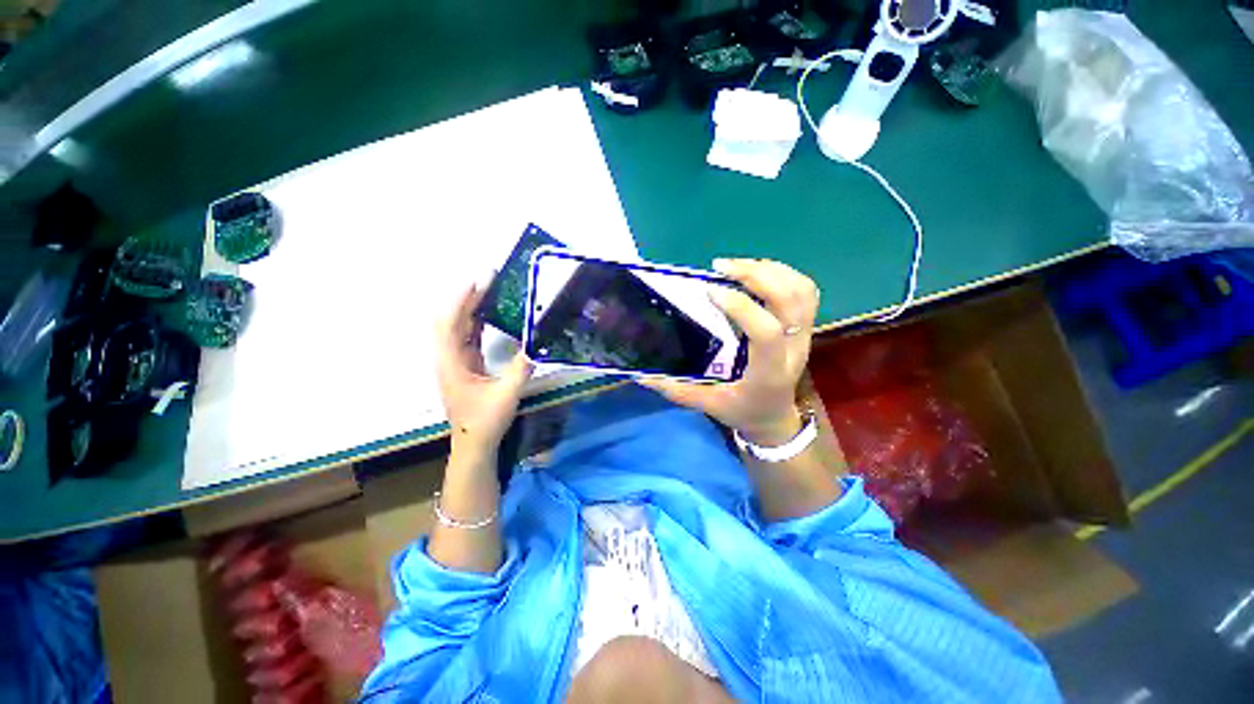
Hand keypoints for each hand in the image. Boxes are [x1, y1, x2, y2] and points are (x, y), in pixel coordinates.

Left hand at [435, 282, 533, 459]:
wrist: (473, 443)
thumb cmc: (485, 421)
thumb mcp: (506, 395)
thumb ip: (521, 369)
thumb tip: (536, 345)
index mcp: (452, 363)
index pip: (450, 324)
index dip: (461, 301)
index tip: (477, 282)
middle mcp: (449, 359)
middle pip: (453, 321)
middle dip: (468, 299)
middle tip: (488, 281)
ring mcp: (456, 362)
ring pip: (459, 329)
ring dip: (472, 309)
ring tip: (490, 292)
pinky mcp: (465, 367)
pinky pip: (468, 338)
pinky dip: (477, 324)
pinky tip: (490, 316)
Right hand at [641, 259, 818, 445]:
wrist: (775, 417)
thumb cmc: (742, 411)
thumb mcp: (708, 405)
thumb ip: (677, 390)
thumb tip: (642, 376)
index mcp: (768, 372)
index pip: (767, 333)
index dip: (741, 307)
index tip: (710, 290)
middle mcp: (793, 350)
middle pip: (790, 301)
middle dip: (757, 275)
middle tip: (722, 267)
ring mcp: (803, 336)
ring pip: (802, 291)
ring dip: (770, 270)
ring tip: (737, 266)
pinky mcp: (804, 327)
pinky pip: (804, 291)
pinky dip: (782, 273)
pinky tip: (756, 273)